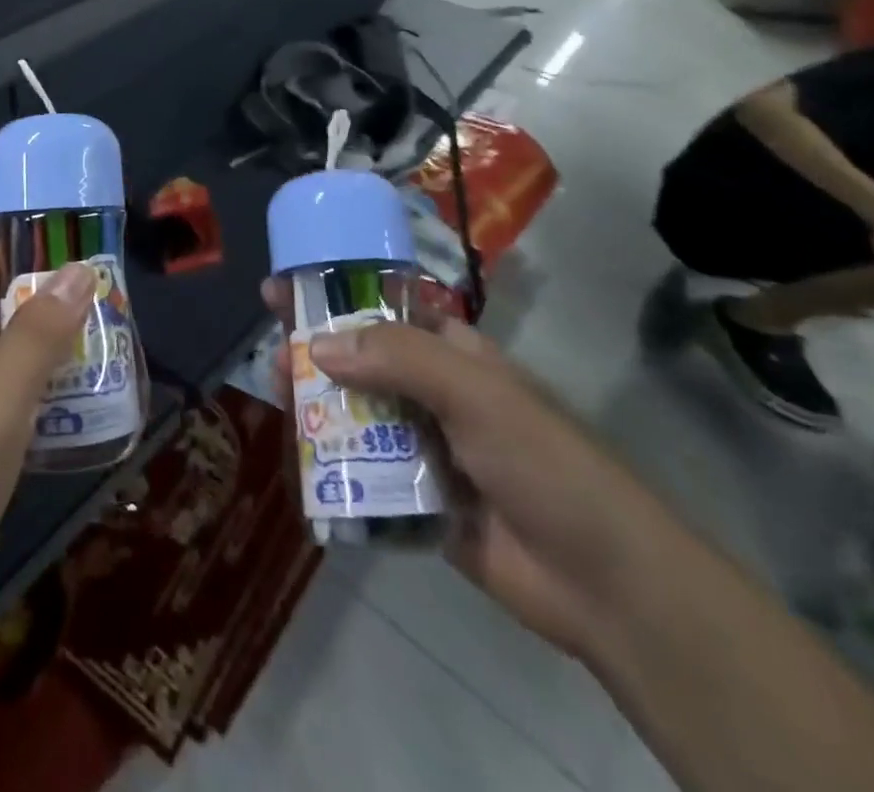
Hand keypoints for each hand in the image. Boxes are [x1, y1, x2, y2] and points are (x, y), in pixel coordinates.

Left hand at [0, 248, 94, 788]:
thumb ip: (35, 336)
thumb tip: (78, 269)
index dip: (23, 248)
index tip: (79, 251)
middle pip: (0, 310)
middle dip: (51, 301)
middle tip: (112, 305)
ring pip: (9, 360)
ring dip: (54, 350)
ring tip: (111, 353)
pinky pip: (12, 407)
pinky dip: (46, 398)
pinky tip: (83, 415)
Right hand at [263, 283, 683, 663]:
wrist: (602, 582)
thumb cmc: (543, 462)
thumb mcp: (474, 392)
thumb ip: (397, 359)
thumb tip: (317, 346)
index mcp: (452, 355)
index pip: (382, 310)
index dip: (334, 297)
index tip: (285, 289)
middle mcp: (434, 394)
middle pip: (360, 362)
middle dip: (315, 354)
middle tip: (270, 356)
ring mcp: (425, 448)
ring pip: (357, 416)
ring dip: (318, 407)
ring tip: (277, 399)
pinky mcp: (416, 499)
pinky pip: (364, 473)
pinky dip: (332, 464)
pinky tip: (299, 457)